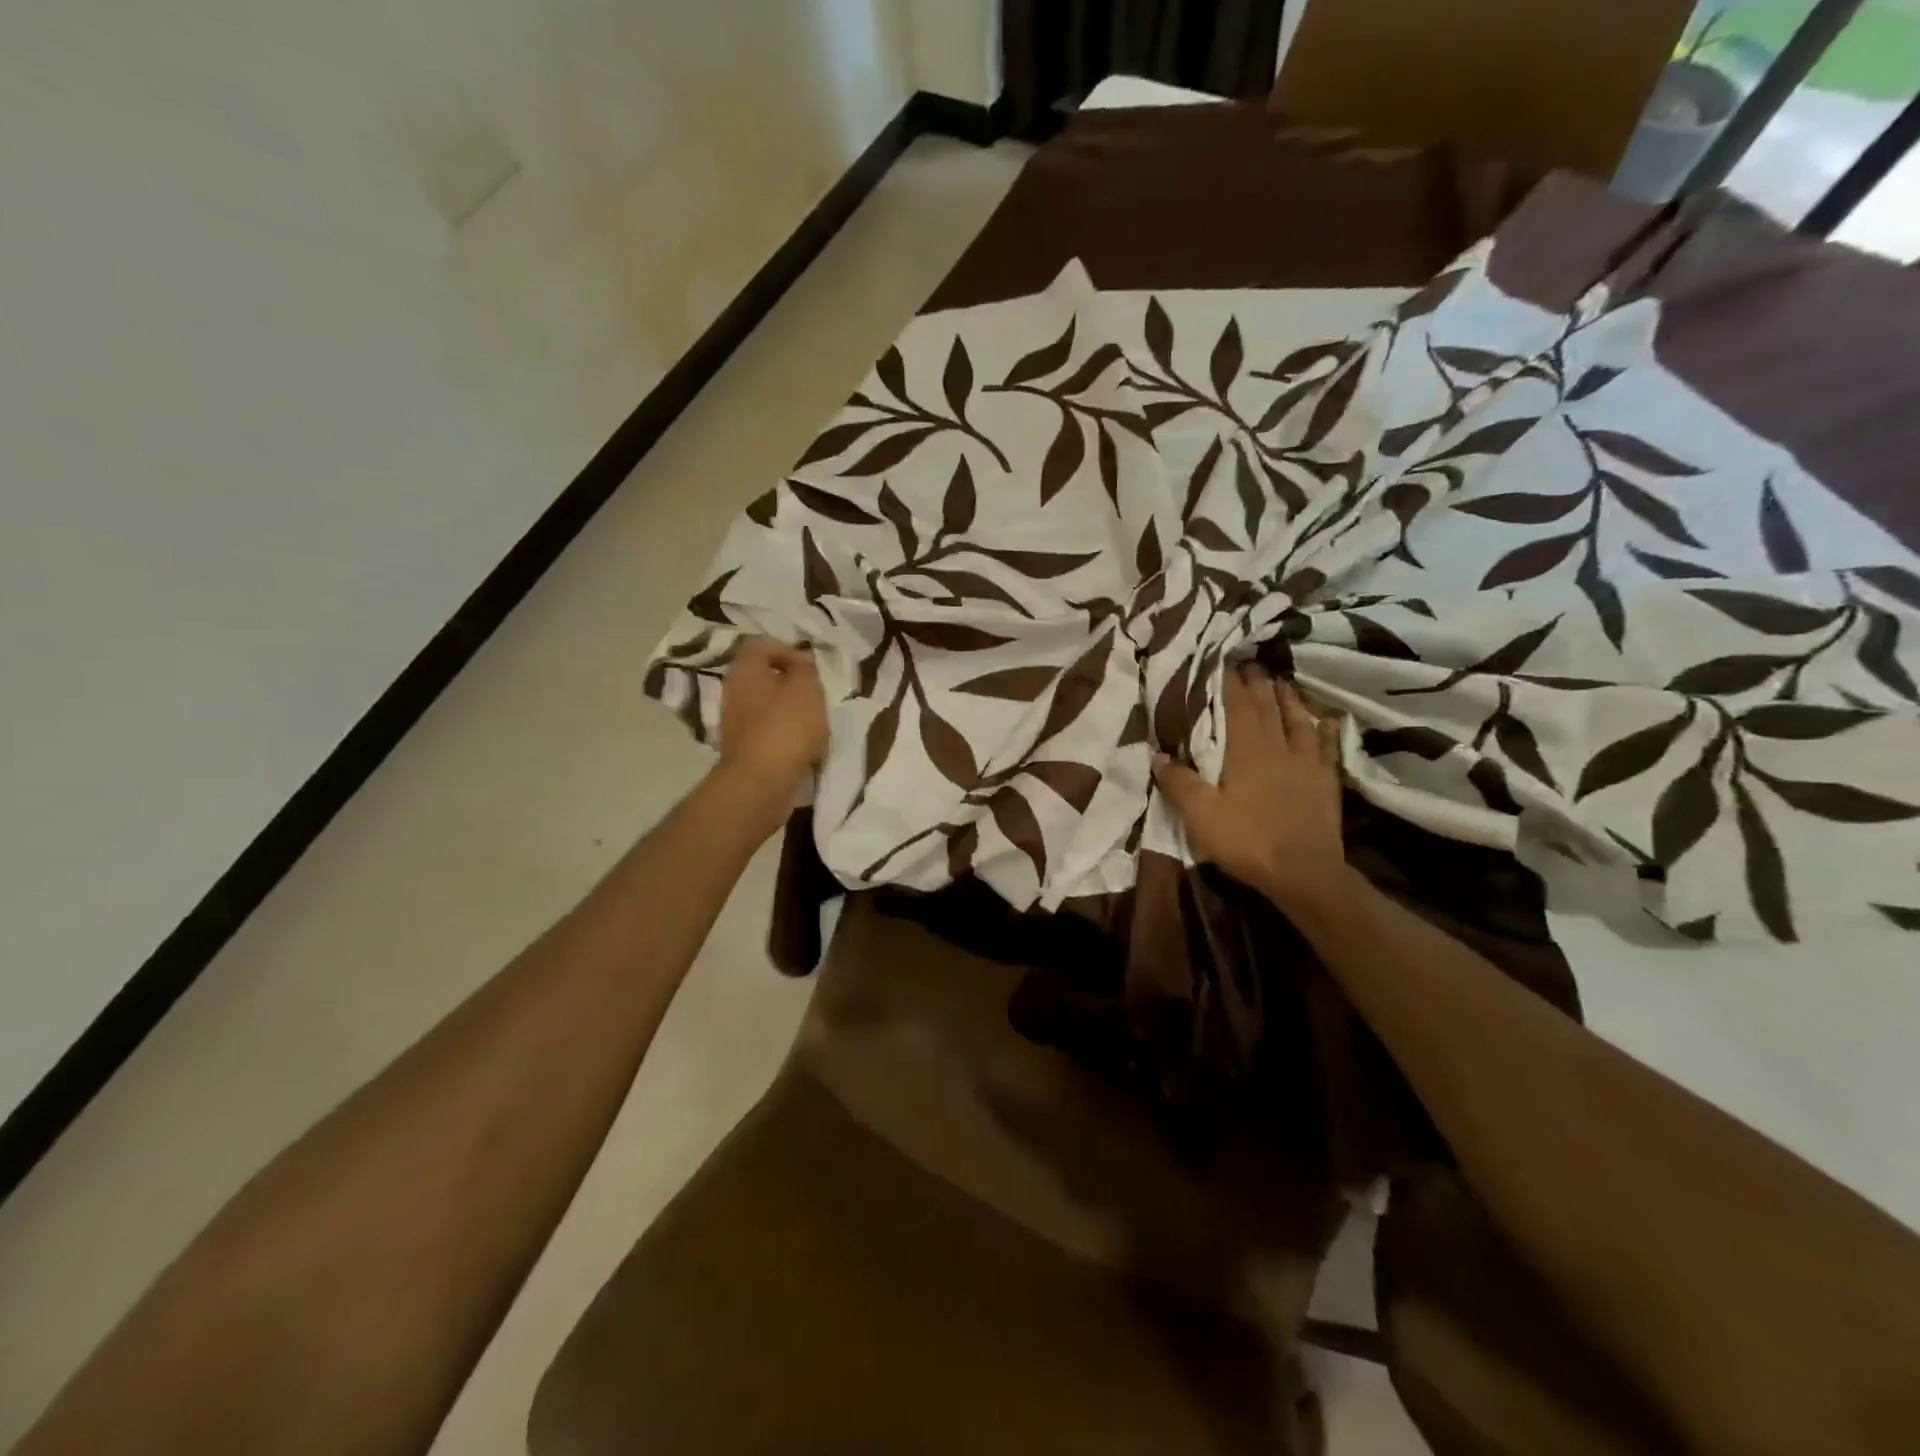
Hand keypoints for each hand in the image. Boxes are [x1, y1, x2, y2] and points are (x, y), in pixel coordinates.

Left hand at [714, 637, 825, 814]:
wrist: (760, 782)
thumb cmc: (785, 727)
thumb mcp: (806, 689)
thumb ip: (805, 669)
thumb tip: (801, 659)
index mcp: (744, 670)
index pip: (760, 646)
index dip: (786, 650)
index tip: (810, 667)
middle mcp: (733, 691)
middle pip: (762, 676)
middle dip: (790, 682)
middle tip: (814, 693)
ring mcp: (734, 722)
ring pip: (765, 704)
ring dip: (789, 709)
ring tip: (814, 721)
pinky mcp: (742, 747)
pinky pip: (766, 730)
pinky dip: (784, 732)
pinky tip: (802, 744)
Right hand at [1151, 665, 1349, 911]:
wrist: (1304, 873)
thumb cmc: (1247, 840)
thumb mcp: (1200, 815)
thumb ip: (1178, 782)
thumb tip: (1157, 753)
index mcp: (1247, 749)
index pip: (1236, 704)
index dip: (1229, 681)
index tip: (1221, 660)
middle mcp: (1278, 746)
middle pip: (1267, 705)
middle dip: (1256, 682)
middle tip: (1249, 662)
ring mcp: (1306, 762)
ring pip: (1296, 718)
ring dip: (1286, 697)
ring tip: (1280, 680)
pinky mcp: (1326, 780)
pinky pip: (1326, 745)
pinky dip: (1324, 727)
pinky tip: (1325, 718)